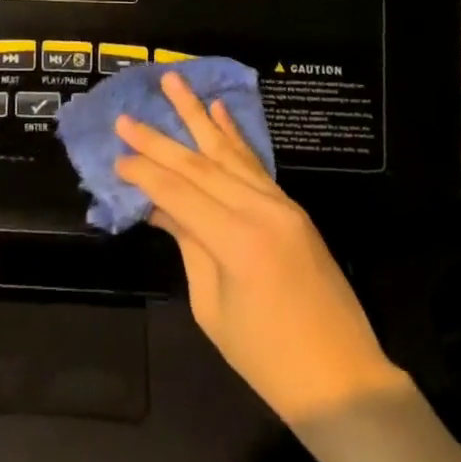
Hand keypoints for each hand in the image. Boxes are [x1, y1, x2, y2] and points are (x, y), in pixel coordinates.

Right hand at [115, 72, 409, 424]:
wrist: (344, 381)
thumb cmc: (269, 361)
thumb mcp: (213, 309)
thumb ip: (188, 246)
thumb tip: (158, 207)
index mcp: (237, 241)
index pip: (178, 193)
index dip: (144, 174)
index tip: (116, 156)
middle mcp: (259, 210)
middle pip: (199, 165)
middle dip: (159, 140)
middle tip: (126, 116)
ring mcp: (280, 204)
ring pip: (228, 152)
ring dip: (197, 114)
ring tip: (173, 81)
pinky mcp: (291, 207)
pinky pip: (254, 163)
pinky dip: (233, 135)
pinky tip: (218, 109)